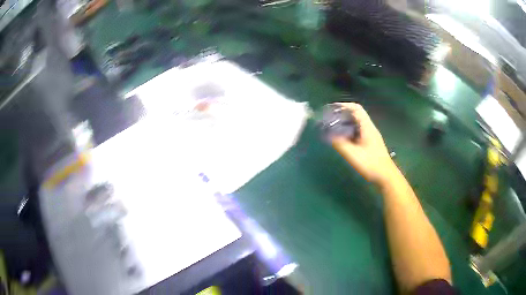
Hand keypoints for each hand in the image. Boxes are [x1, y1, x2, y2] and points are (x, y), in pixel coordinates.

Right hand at [331, 103, 397, 184]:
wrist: (386, 176)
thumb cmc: (371, 164)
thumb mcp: (353, 155)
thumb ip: (340, 144)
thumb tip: (328, 135)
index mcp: (367, 127)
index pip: (356, 109)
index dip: (344, 105)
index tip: (332, 108)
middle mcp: (370, 128)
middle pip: (356, 114)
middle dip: (343, 113)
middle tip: (330, 118)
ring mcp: (371, 135)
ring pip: (357, 123)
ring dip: (346, 122)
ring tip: (334, 126)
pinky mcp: (371, 142)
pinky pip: (359, 131)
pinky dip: (349, 130)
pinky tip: (343, 137)